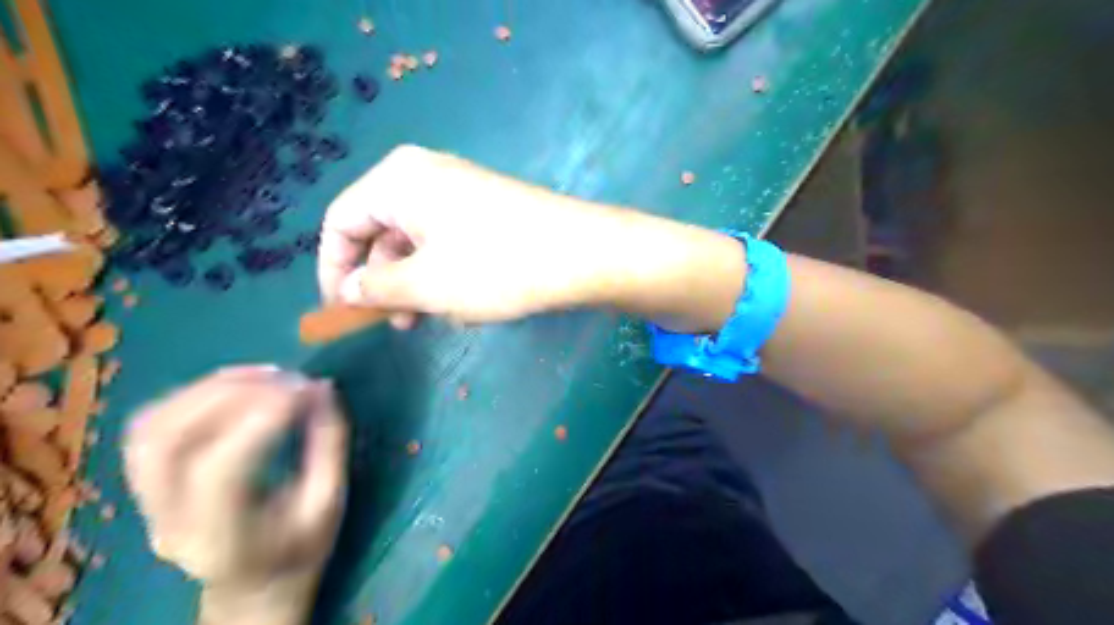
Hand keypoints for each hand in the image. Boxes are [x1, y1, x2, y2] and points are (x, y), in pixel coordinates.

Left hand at [121, 367, 346, 624]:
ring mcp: (148, 502)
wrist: (252, 586)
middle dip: (230, 394)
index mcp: (222, 540)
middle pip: (170, 442)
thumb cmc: (301, 549)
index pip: (219, 471)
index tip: (305, 388)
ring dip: (208, 388)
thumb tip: (322, 388)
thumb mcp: (330, 504)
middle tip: (286, 376)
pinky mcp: (147, 483)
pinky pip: (150, 425)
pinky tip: (236, 384)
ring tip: (264, 373)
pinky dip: (192, 394)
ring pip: (151, 428)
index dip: (261, 419)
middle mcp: (170, 521)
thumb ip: (328, 446)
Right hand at [315, 143, 624, 328]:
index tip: (342, 311)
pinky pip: (447, 241)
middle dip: (383, 281)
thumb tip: (349, 289)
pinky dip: (444, 272)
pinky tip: (463, 302)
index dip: (333, 269)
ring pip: (416, 241)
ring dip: (416, 283)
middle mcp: (425, 175)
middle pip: (380, 231)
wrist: (582, 254)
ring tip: (434, 318)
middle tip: (397, 323)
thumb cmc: (497, 266)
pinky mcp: (487, 209)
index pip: (341, 222)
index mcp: (398, 180)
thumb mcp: (426, 284)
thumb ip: (376, 288)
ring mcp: (461, 190)